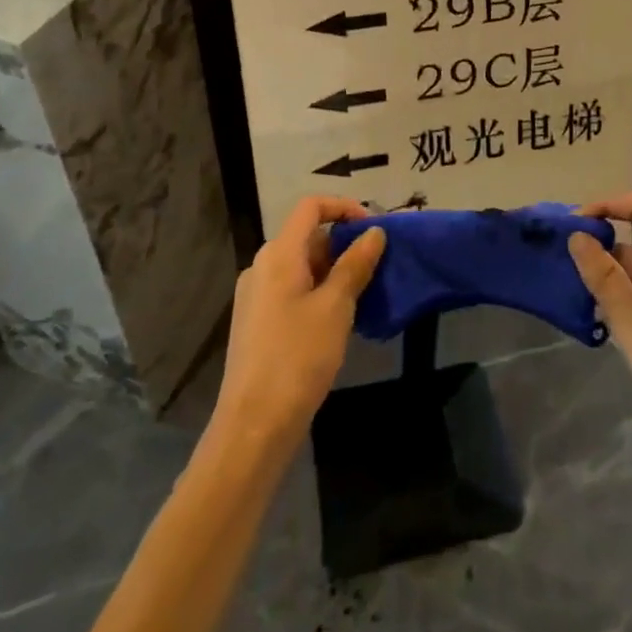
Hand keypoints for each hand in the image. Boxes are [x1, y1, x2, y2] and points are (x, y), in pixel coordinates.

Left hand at [214, 197, 385, 451]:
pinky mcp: (257, 322)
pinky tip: (339, 319)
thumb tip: (374, 232)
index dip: (344, 207)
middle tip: (377, 264)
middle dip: (343, 243)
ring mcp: (256, 295)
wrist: (254, 424)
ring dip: (334, 270)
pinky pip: (292, 290)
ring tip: (364, 292)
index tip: (374, 228)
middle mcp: (262, 266)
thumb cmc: (298, 357)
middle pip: (306, 236)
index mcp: (278, 254)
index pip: (311, 207)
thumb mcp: (336, 307)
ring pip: (301, 266)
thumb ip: (356, 265)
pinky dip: (318, 291)